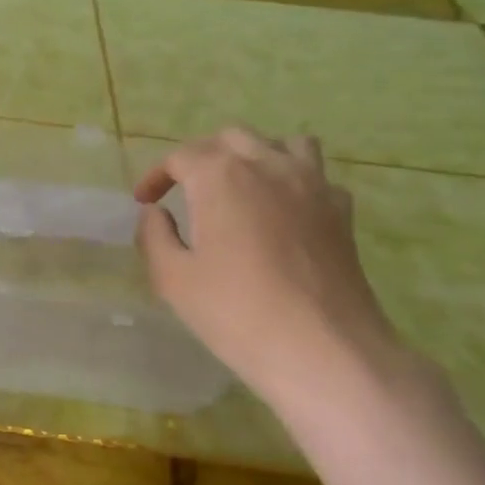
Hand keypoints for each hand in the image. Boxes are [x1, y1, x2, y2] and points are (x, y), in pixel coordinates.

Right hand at [134, 127, 407, 409]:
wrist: (320, 346)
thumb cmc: (233, 311)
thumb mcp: (172, 278)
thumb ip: (154, 236)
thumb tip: (156, 213)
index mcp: (221, 177)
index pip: (181, 156)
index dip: (156, 175)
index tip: (143, 202)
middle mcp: (269, 165)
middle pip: (231, 139)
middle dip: (201, 157)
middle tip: (183, 189)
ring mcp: (312, 184)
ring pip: (282, 143)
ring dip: (253, 156)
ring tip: (237, 187)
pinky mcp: (341, 210)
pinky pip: (314, 175)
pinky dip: (291, 181)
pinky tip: (280, 212)